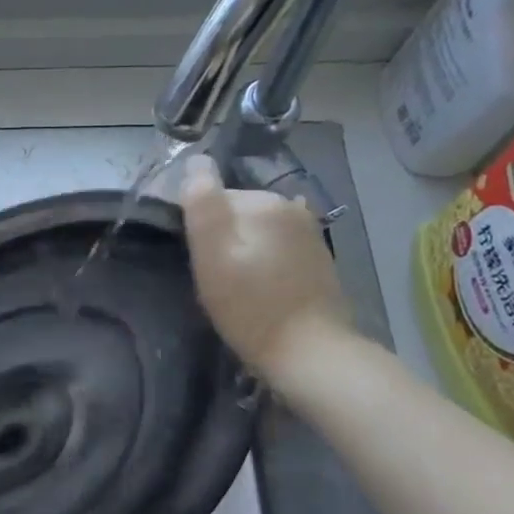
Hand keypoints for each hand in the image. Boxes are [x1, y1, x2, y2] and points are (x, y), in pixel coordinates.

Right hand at [179, 153, 351, 385]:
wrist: (310, 354)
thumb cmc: (250, 307)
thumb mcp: (212, 255)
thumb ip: (202, 203)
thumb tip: (196, 160)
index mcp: (263, 202)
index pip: (212, 199)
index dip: (198, 228)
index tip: (197, 261)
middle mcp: (290, 207)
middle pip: (235, 212)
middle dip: (221, 237)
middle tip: (215, 278)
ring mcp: (309, 232)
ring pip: (256, 230)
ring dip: (242, 249)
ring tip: (237, 286)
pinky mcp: (317, 257)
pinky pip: (276, 246)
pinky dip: (263, 260)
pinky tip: (261, 287)